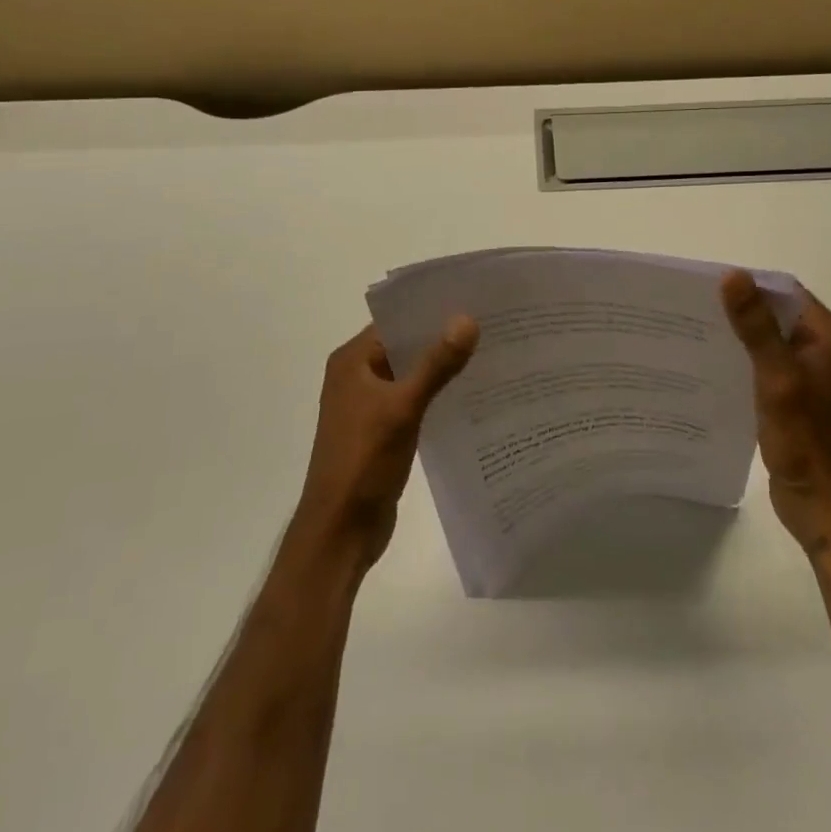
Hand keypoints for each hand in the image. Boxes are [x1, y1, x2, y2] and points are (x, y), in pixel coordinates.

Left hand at [291, 317, 479, 575]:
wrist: (340, 532)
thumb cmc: (363, 462)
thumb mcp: (403, 408)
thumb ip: (436, 365)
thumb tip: (468, 319)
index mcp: (352, 361)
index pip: (395, 320)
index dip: (431, 309)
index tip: (473, 299)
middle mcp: (357, 376)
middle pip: (405, 345)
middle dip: (442, 337)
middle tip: (490, 324)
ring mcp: (368, 404)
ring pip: (411, 373)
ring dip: (441, 366)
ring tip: (489, 352)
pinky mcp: (381, 429)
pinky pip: (413, 399)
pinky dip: (437, 393)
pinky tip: (471, 393)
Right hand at [721, 270, 830, 555]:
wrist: (823, 506)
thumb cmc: (806, 441)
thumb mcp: (778, 378)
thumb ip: (756, 327)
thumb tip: (733, 275)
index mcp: (829, 337)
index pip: (786, 292)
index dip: (749, 286)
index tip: (707, 287)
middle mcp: (824, 349)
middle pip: (776, 314)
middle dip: (739, 311)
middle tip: (693, 310)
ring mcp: (810, 375)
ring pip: (769, 341)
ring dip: (739, 337)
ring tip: (695, 334)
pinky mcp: (796, 397)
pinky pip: (766, 366)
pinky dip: (743, 362)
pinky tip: (712, 368)